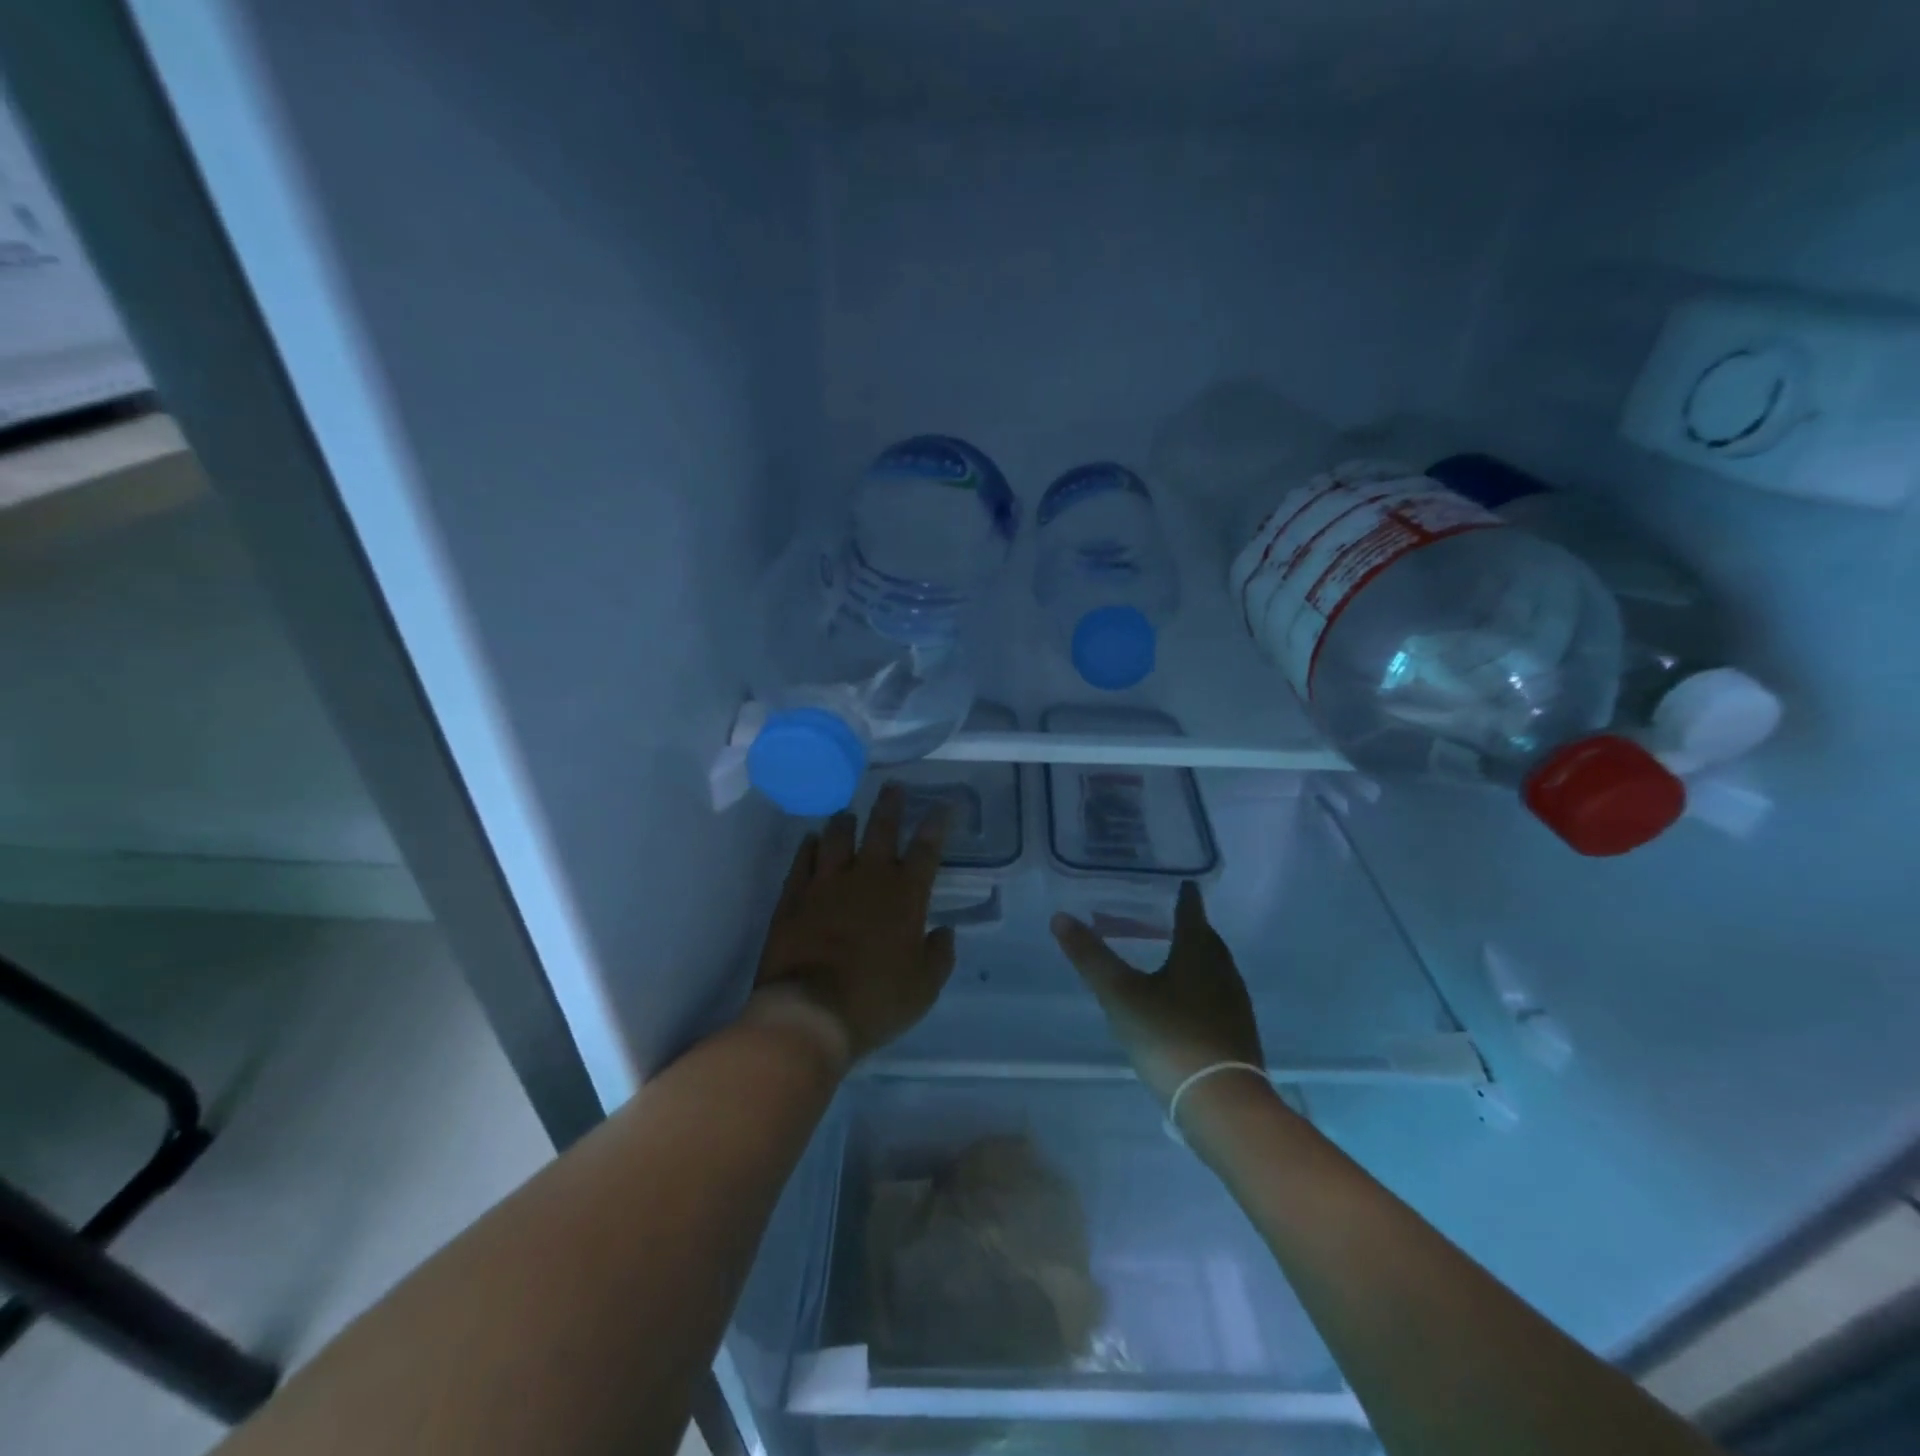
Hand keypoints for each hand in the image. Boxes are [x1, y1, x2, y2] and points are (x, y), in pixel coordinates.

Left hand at [751, 784, 956, 1064]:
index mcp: (905, 895)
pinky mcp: (794, 895)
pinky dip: (810, 846)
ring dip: (845, 821)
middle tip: (892, 786)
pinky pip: (803, 860)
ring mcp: (826, 883)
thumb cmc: (876, 1000)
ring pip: (838, 837)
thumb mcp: (924, 986)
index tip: (944, 804)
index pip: (927, 848)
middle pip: (881, 829)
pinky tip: (812, 840)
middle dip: (890, 805)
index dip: (937, 823)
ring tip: (848, 812)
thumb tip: (944, 932)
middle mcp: (868, 877)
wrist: (810, 1011)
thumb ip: (939, 954)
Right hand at [1050, 881, 1264, 1103]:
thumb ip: (1091, 957)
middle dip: (1192, 926)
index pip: (1192, 913)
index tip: (1183, 884)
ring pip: (1216, 968)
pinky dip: (1202, 986)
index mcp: (1198, 954)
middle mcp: (1223, 972)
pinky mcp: (1237, 1034)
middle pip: (1208, 940)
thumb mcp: (1121, 995)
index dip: (1186, 897)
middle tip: (1171, 917)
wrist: (1221, 1104)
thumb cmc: (1169, 1037)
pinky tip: (1187, 1002)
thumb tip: (1060, 917)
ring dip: (1198, 957)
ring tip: (1176, 956)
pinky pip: (1218, 995)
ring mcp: (1235, 1005)